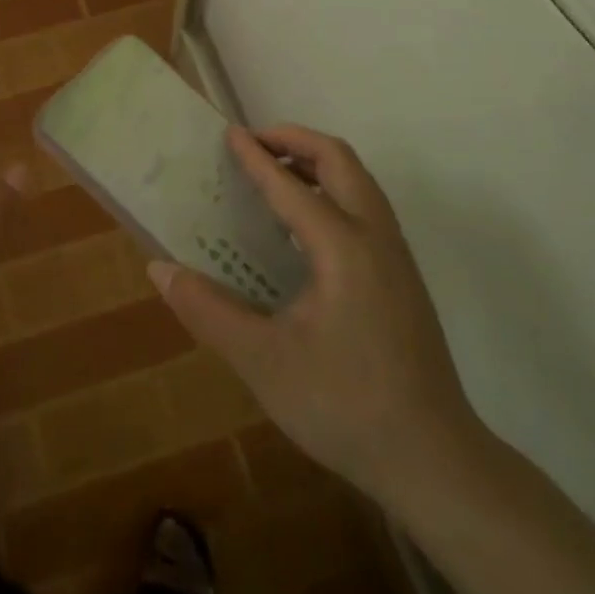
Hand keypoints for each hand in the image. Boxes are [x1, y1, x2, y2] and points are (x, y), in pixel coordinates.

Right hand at [150, 124, 481, 507]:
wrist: (433, 460)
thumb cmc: (343, 405)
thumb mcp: (262, 362)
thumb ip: (208, 310)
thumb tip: (160, 269)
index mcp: (343, 248)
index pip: (291, 186)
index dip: (256, 157)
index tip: (228, 133)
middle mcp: (376, 238)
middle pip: (340, 161)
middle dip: (296, 140)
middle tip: (255, 144)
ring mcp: (396, 258)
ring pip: (360, 183)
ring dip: (318, 163)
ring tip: (276, 173)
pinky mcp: (403, 279)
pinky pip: (366, 208)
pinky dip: (334, 190)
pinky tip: (305, 227)